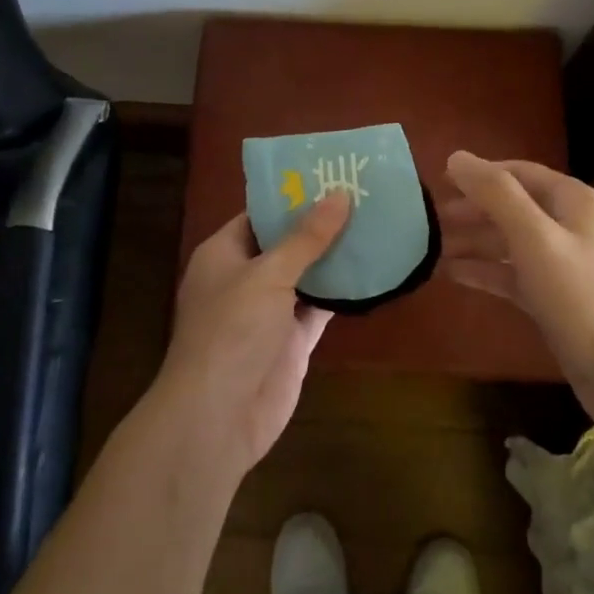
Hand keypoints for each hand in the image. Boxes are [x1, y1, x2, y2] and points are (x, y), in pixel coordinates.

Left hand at [155, 194, 350, 479]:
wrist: (218, 417)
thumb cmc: (232, 331)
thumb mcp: (268, 274)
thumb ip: (306, 237)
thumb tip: (339, 194)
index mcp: (224, 253)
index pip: (260, 214)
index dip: (292, 196)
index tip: (330, 175)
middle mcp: (246, 278)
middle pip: (286, 243)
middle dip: (321, 224)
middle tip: (363, 196)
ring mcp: (270, 311)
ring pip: (307, 274)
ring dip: (335, 256)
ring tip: (375, 223)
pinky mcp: (292, 340)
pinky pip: (320, 307)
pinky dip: (343, 293)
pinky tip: (373, 271)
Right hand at [441, 151, 593, 413]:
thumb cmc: (581, 298)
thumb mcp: (535, 239)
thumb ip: (497, 195)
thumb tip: (457, 157)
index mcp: (572, 201)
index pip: (518, 172)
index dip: (479, 174)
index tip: (439, 181)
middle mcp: (570, 225)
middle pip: (512, 206)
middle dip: (472, 209)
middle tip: (430, 218)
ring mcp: (564, 263)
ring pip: (510, 241)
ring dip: (474, 240)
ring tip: (432, 246)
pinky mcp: (556, 298)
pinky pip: (513, 273)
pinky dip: (485, 271)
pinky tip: (454, 275)